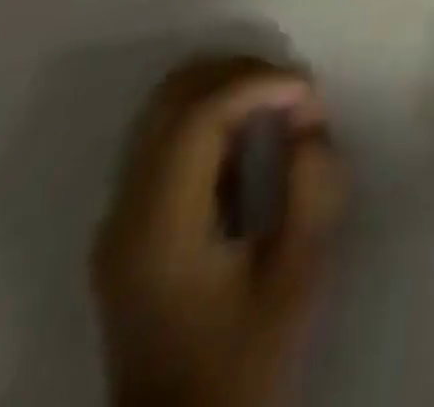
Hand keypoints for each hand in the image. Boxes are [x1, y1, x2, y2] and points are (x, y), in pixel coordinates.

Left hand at [91, 56, 346, 406]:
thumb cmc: (245, 360)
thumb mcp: (299, 278)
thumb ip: (313, 191)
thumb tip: (309, 126)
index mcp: (159, 228)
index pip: (197, 117)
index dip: (259, 84)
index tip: (311, 92)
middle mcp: (125, 210)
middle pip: (172, 95)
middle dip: (242, 73)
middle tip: (297, 92)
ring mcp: (120, 215)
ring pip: (166, 105)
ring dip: (228, 87)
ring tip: (281, 107)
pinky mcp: (132, 222)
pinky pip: (169, 133)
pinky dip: (214, 112)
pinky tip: (254, 136)